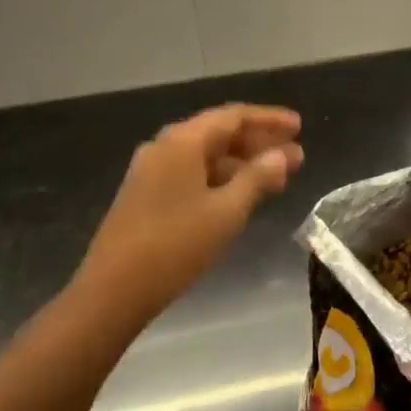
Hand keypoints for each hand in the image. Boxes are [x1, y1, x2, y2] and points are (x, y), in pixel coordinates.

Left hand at [73, 104, 302, 332]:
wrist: (111, 293)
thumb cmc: (175, 245)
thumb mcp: (227, 211)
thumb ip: (257, 178)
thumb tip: (281, 155)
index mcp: (183, 140)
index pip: (235, 117)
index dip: (270, 120)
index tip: (299, 127)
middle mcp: (165, 146)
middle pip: (220, 134)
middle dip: (260, 144)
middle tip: (296, 157)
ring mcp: (152, 171)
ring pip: (207, 156)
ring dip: (243, 164)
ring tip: (277, 180)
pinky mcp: (146, 195)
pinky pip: (193, 174)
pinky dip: (222, 179)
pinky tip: (242, 196)